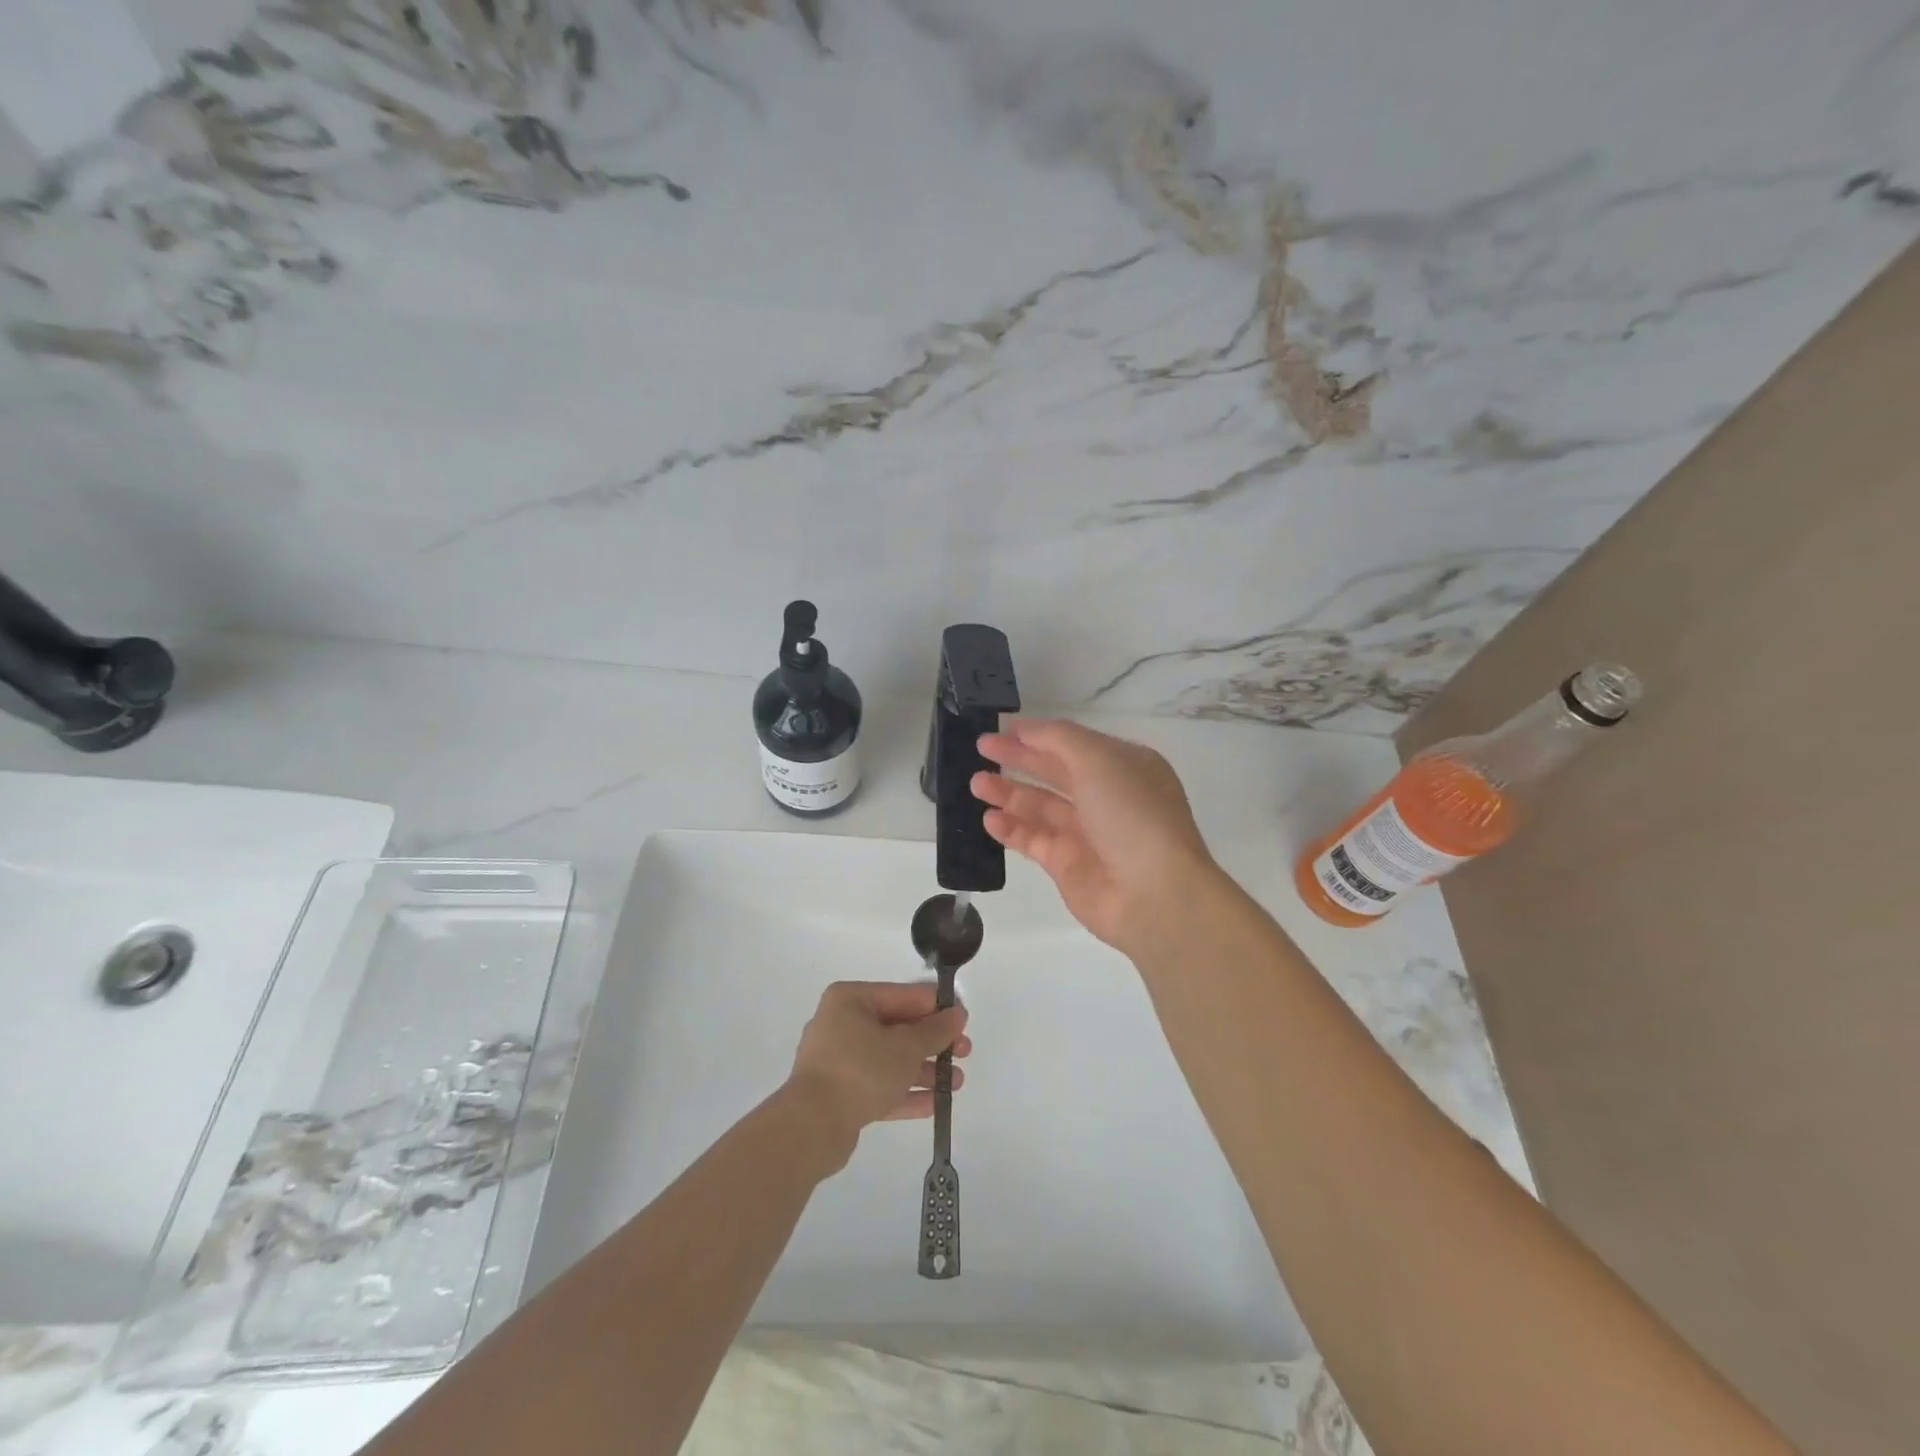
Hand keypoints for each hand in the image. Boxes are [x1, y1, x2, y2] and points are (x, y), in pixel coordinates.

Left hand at [786, 982, 970, 1161]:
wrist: (812, 1126)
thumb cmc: (861, 1070)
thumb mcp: (906, 1046)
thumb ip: (935, 1030)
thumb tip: (958, 1013)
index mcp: (851, 1000)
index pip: (903, 995)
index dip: (936, 1007)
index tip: (964, 1020)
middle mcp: (842, 1024)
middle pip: (898, 1028)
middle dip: (933, 1043)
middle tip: (965, 1052)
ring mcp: (839, 1060)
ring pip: (890, 1059)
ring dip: (924, 1070)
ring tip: (957, 1082)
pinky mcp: (840, 1094)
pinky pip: (879, 1085)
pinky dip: (906, 1091)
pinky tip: (936, 1103)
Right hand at [975, 718, 1219, 957]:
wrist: (1153, 893)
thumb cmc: (1131, 814)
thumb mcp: (1099, 760)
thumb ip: (1059, 739)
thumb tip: (1027, 730)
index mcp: (1124, 766)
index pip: (1074, 743)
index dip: (1039, 735)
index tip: (1003, 728)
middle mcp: (1107, 797)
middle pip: (1054, 772)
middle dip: (1018, 759)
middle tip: (981, 748)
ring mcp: (1087, 833)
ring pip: (1040, 806)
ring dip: (1008, 793)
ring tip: (976, 784)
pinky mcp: (1068, 865)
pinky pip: (1033, 840)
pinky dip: (1011, 829)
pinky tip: (989, 819)